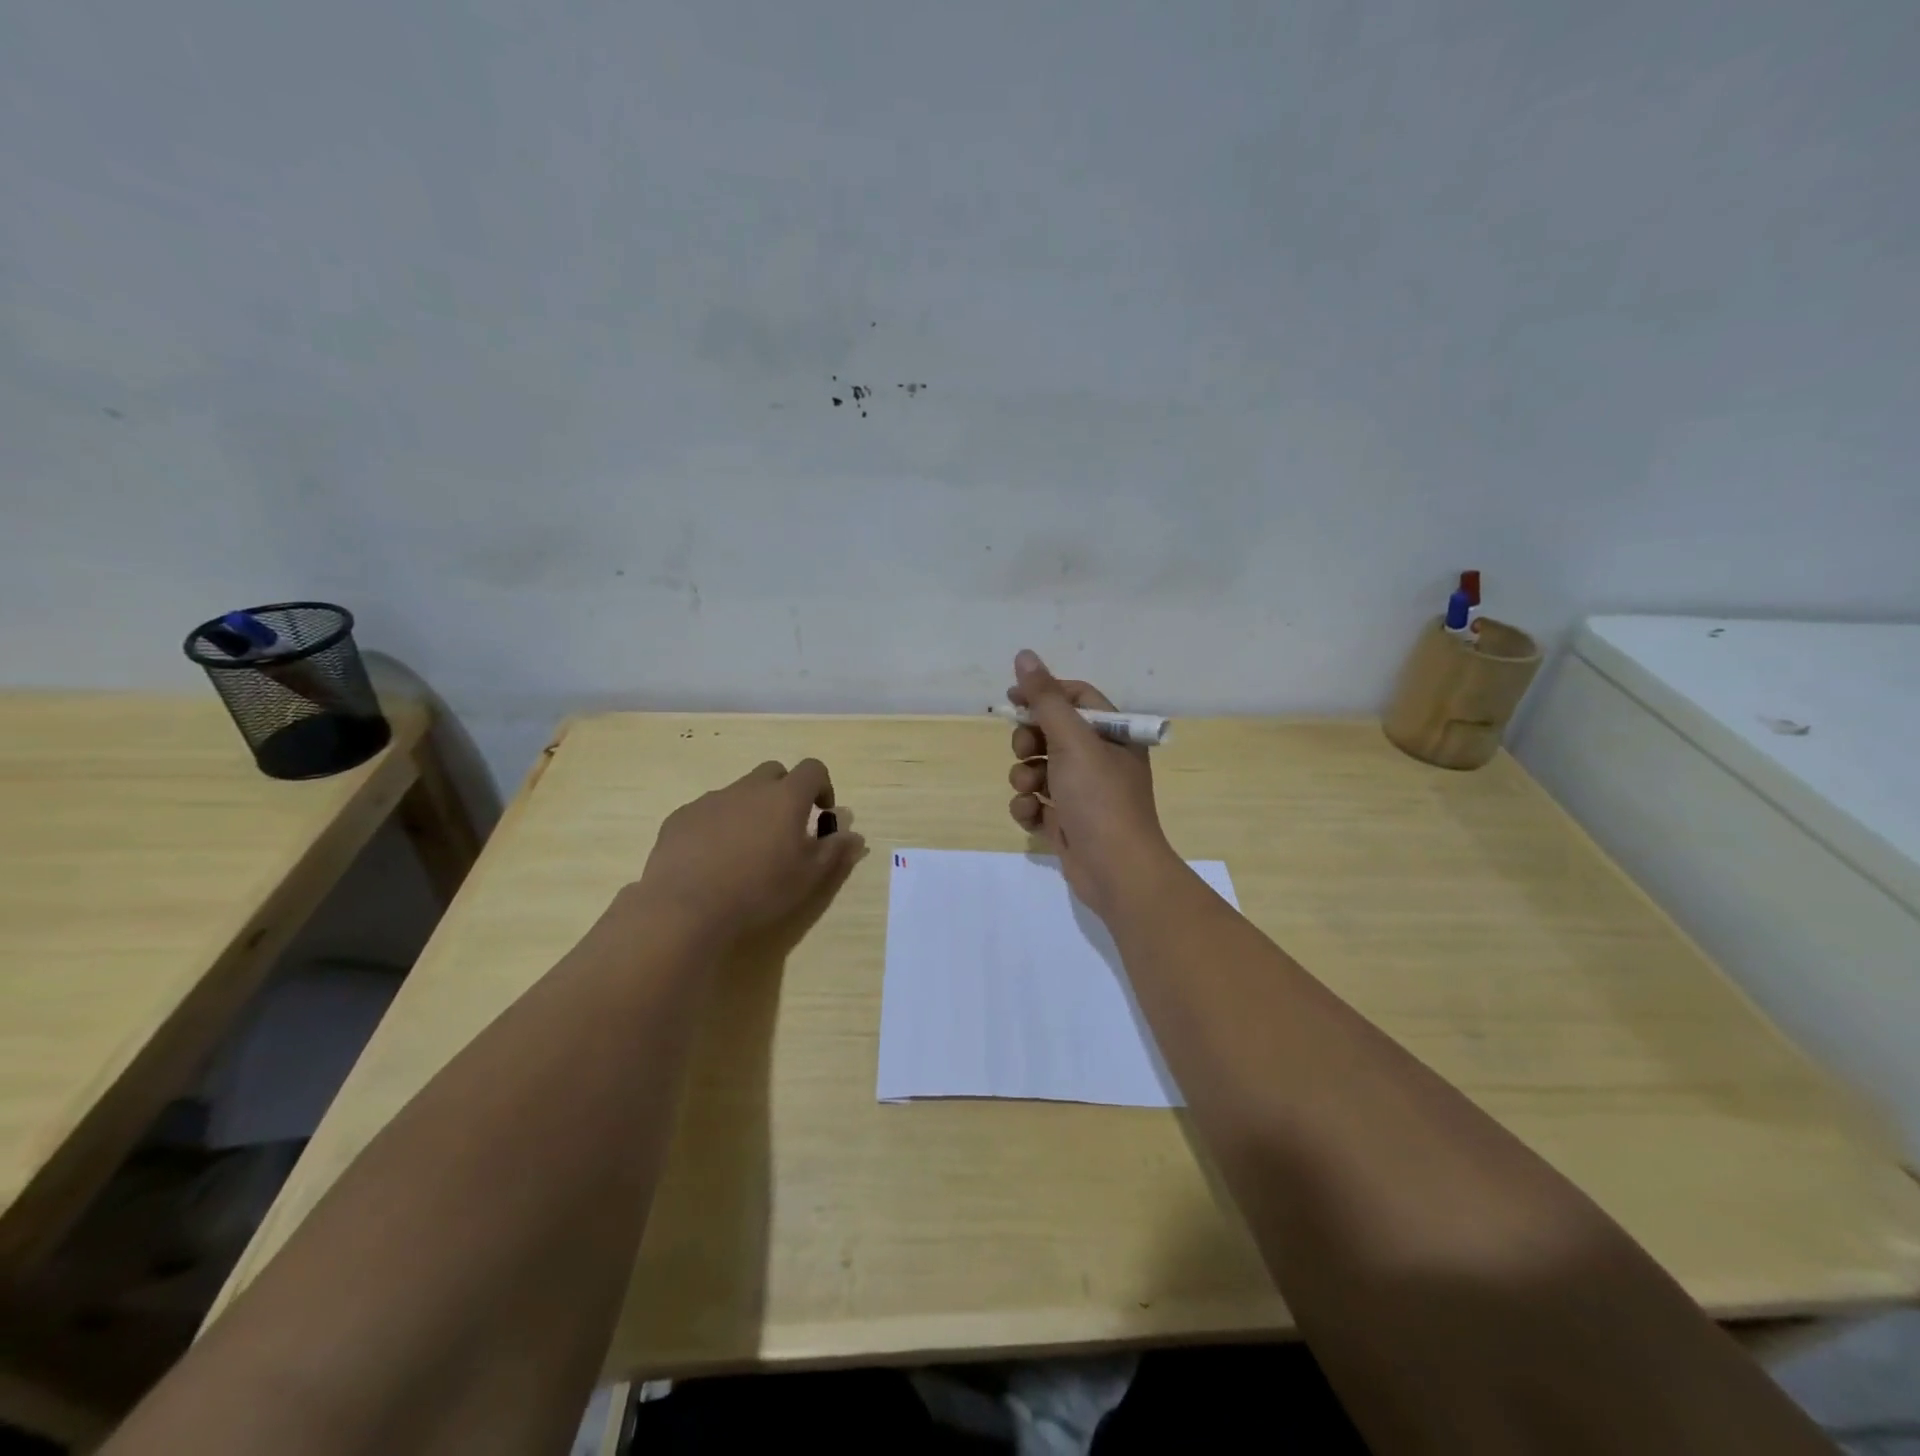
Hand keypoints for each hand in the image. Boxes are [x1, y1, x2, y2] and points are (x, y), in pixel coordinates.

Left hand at [635, 759, 865, 942]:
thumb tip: (853, 835)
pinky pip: (708, 811)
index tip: (821, 814)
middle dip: (785, 792)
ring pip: (739, 792)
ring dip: (750, 809)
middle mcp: (749, 788)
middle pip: (774, 773)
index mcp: (785, 797)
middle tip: (785, 828)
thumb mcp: (808, 877)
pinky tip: (712, 859)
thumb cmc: (759, 890)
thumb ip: (834, 851)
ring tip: (746, 850)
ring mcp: (711, 800)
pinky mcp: (681, 817)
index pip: (812, 769)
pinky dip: (718, 825)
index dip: (822, 786)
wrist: (687, 907)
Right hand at [1006, 650, 1177, 919]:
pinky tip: (1032, 815)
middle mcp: (1100, 760)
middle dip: (1030, 741)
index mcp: (1113, 735)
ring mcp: (1082, 793)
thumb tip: (1024, 655)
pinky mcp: (1067, 822)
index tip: (1012, 698)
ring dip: (1025, 776)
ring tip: (1030, 789)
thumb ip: (1045, 698)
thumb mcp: (1072, 740)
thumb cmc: (1099, 797)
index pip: (1076, 698)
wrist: (1115, 870)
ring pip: (1039, 769)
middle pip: (1052, 733)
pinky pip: (1037, 803)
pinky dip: (1029, 806)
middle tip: (1025, 750)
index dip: (1043, 694)